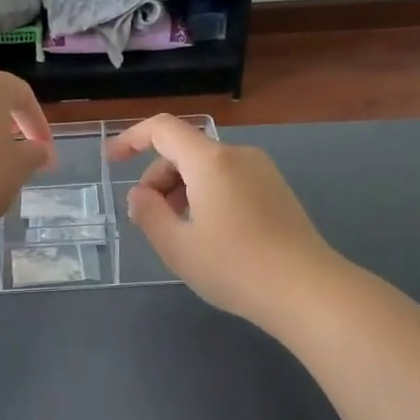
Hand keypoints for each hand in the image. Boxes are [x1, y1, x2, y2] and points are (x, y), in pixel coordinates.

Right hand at [107, 115, 340, 328]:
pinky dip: (206, 195)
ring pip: (207, 168)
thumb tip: (140, 195)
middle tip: (148, 219)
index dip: (131, 139)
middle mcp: (238, 155)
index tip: (112, 161)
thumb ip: (148, 214)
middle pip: (185, 151)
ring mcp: (262, 171)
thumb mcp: (177, 246)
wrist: (307, 290)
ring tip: (178, 232)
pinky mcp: (276, 190)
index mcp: (210, 161)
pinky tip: (208, 234)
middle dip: (158, 178)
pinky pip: (228, 180)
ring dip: (181, 190)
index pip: (163, 129)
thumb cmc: (234, 267)